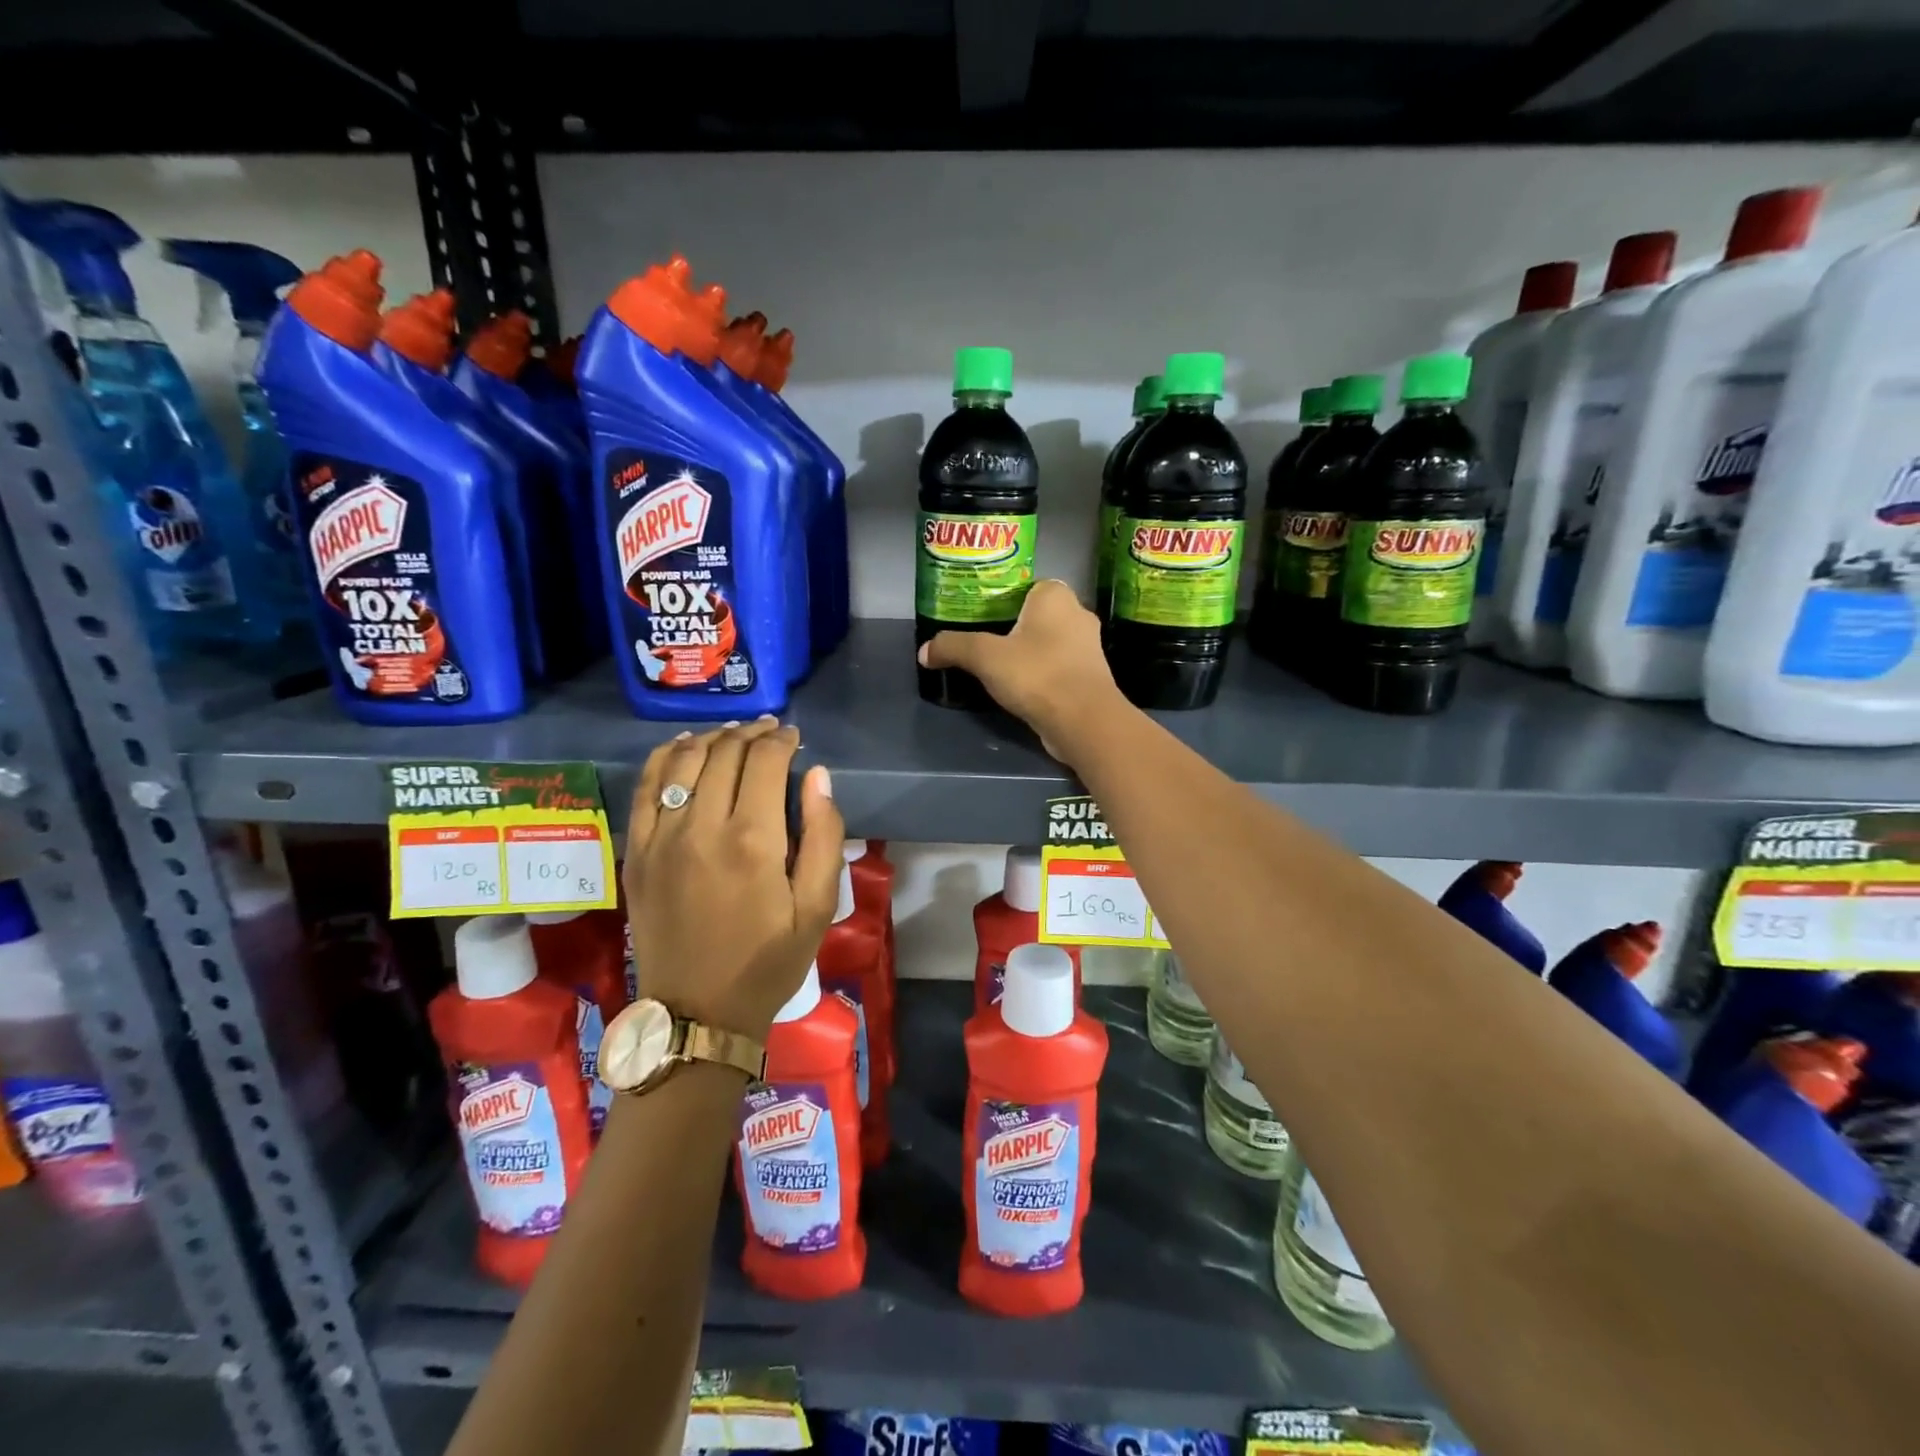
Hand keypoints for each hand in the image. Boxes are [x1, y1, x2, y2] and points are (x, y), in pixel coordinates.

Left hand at [623, 718, 843, 1039]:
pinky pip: (644, 788)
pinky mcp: (635, 853)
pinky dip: (665, 758)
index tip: (794, 738)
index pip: (765, 761)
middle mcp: (701, 827)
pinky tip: (684, 749)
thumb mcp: (819, 906)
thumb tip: (817, 775)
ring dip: (712, 739)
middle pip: (724, 753)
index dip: (782, 740)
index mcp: (753, 840)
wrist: (697, 1012)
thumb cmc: (769, 961)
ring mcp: (660, 838)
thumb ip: (824, 835)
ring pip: (683, 761)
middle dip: (752, 734)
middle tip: (770, 732)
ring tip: (733, 735)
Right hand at [919, 579, 1126, 762]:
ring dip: (1026, 653)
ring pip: (1047, 643)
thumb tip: (924, 651)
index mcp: (1055, 595)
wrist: (1084, 722)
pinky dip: (1039, 674)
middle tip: (980, 640)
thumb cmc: (1037, 674)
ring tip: (995, 666)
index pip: (1024, 585)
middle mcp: (1077, 614)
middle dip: (1010, 627)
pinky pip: (1056, 667)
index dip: (999, 597)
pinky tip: (1019, 688)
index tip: (977, 615)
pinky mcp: (1089, 677)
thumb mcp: (985, 657)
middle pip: (1034, 615)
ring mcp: (1088, 648)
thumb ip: (953, 647)